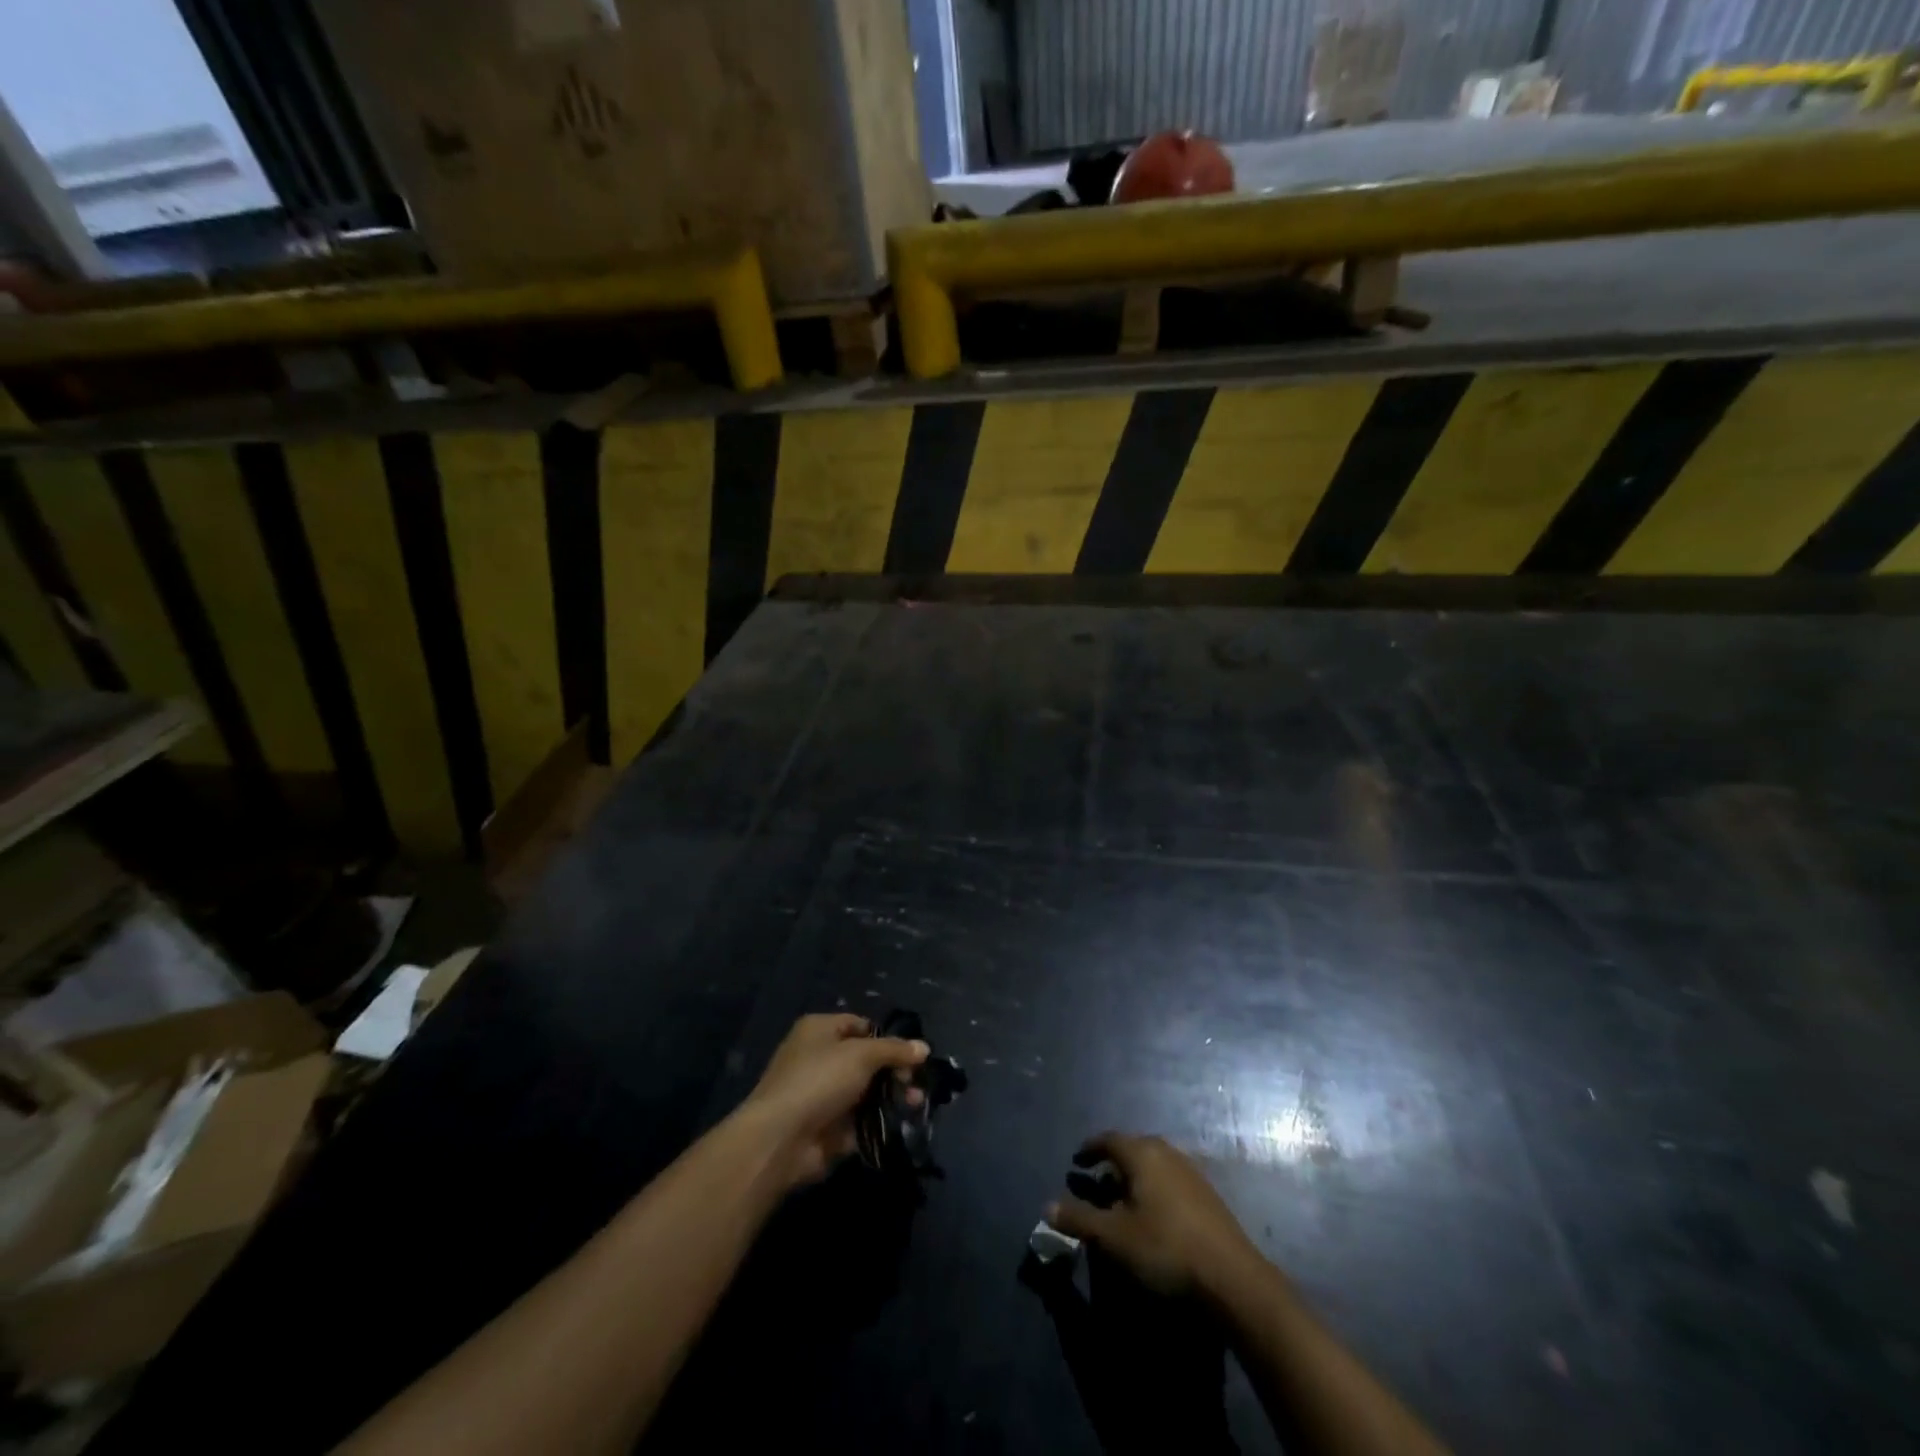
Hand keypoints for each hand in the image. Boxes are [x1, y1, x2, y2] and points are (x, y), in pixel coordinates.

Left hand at [741, 1014, 927, 1186]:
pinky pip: (859, 1119)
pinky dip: (878, 1120)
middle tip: (916, 1082)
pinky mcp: (827, 1127)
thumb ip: (894, 1050)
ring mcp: (822, 1094)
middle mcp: (819, 1058)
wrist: (781, 1138)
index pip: (861, 1026)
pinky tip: (901, 1122)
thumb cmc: (819, 1080)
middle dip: (894, 1070)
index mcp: (820, 1030)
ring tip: (915, 1103)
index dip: (887, 1038)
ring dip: (891, 1096)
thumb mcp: (861, 1055)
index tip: (912, 1054)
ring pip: (866, 1090)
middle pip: (866, 1060)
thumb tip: (924, 1047)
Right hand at [1047, 1132, 1262, 1297]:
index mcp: (1142, 1153)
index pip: (1108, 1139)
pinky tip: (1155, 1216)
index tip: (1077, 1161)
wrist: (1232, 1278)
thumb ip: (1079, 1220)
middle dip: (1113, 1163)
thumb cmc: (1165, 1249)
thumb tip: (1046, 1207)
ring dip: (1135, 1177)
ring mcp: (1192, 1172)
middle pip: (1133, 1148)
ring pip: (1154, 1164)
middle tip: (1097, 1183)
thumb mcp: (1114, 1238)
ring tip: (1123, 1202)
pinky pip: (1171, 1180)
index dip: (1090, 1149)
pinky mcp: (1208, 1195)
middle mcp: (1167, 1152)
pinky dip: (1155, 1189)